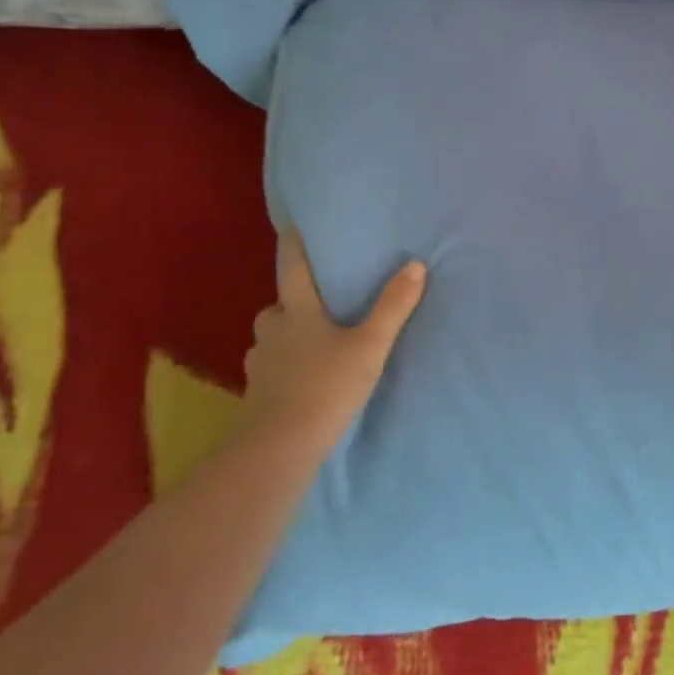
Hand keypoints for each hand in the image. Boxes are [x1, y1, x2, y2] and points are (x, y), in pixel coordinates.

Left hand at [242, 231, 427, 451]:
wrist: (278, 449)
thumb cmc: (325, 387)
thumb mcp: (370, 345)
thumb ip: (393, 306)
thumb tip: (415, 264)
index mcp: (297, 312)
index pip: (292, 268)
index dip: (293, 245)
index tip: (291, 225)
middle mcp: (273, 331)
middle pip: (279, 305)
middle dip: (294, 300)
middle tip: (319, 299)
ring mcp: (261, 364)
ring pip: (272, 338)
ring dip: (287, 334)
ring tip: (314, 341)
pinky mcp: (258, 394)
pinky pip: (271, 368)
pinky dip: (284, 365)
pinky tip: (302, 377)